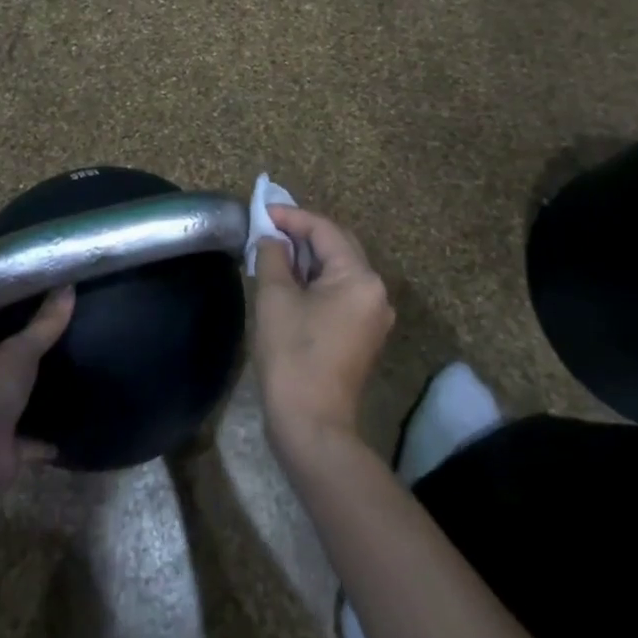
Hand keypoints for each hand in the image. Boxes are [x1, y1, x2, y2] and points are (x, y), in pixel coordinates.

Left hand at [0, 289, 74, 504]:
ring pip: (10, 392)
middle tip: (57, 318)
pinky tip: (70, 414)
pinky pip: (28, 432)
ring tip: (69, 358)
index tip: (29, 286)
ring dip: (32, 386)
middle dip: (20, 344)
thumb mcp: (18, 351)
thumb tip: (69, 286)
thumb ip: (45, 323)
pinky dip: (45, 431)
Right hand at [253, 206, 394, 456]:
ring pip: (339, 270)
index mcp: (360, 277)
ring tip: (274, 250)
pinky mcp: (363, 334)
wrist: (312, 425)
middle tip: (268, 228)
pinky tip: (291, 281)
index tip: (262, 212)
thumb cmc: (292, 355)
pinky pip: (341, 293)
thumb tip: (272, 239)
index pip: (325, 230)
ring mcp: (373, 315)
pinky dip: (317, 281)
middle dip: (303, 234)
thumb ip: (273, 256)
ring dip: (308, 258)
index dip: (292, 217)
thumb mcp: (275, 298)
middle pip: (338, 246)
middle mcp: (376, 291)